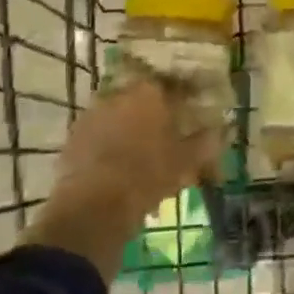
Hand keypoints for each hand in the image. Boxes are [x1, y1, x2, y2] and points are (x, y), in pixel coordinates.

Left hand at [26, 81, 220, 280]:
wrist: (93, 208)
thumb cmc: (149, 176)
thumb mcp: (188, 161)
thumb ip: (206, 142)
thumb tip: (220, 130)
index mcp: (150, 92)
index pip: (176, 85)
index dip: (188, 98)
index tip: (196, 111)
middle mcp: (119, 94)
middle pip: (145, 99)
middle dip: (158, 114)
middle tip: (170, 135)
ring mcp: (92, 115)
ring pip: (121, 117)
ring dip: (133, 130)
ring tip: (145, 155)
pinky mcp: (73, 139)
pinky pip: (101, 136)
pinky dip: (112, 146)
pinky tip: (121, 167)